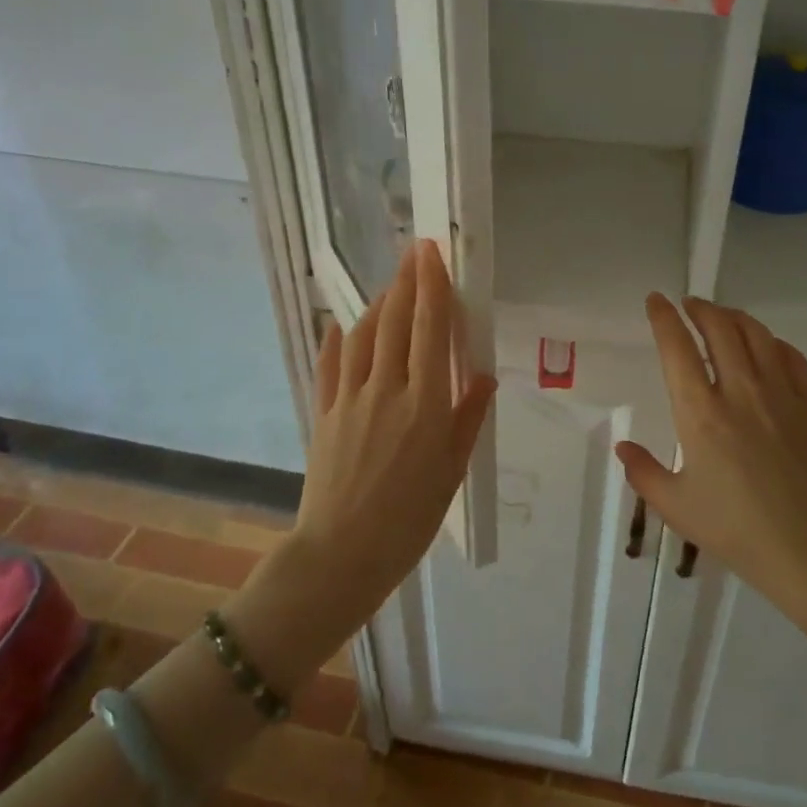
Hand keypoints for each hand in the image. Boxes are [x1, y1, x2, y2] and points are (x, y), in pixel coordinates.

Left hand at [226, 240, 494, 688]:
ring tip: (390, 288)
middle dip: (406, 281)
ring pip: (363, 335)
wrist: (342, 554)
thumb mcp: (452, 471)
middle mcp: (386, 389)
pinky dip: (338, 339)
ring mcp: (350, 398)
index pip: (429, 329)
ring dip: (378, 304)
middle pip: (395, 321)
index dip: (432, 286)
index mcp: (424, 403)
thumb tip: (481, 374)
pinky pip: (331, 364)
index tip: (433, 254)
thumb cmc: (409, 519)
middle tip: (414, 253)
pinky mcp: (324, 412)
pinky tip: (341, 325)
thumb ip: (468, 417)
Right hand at [614, 294, 806, 623]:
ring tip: (722, 317)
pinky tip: (764, 347)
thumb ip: (643, 472)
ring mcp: (780, 393)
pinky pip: (789, 355)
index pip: (677, 348)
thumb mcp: (676, 507)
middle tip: (688, 305)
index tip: (656, 301)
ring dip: (733, 317)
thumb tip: (623, 447)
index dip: (663, 318)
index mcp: (700, 413)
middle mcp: (739, 391)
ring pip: (756, 334)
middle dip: (700, 308)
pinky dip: (770, 341)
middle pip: (719, 328)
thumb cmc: (737, 529)